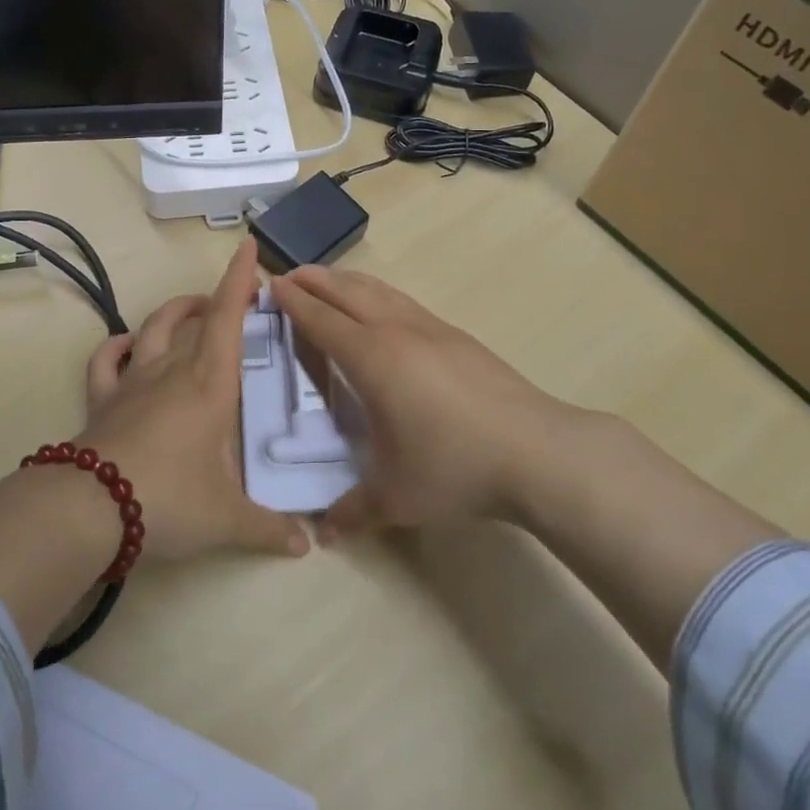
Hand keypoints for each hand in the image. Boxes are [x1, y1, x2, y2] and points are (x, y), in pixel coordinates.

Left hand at [79, 240, 308, 563]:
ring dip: (174, 313)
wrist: (91, 509)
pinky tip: (127, 344)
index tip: (250, 247)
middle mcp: (172, 371)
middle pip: (195, 318)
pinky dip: (118, 346)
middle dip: (217, 299)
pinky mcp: (103, 400)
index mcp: (209, 385)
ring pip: (153, 329)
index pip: (229, 319)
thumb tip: (308, 544)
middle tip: (235, 299)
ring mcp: (133, 382)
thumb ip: (269, 529)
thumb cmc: (170, 499)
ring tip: (191, 310)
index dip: (240, 280)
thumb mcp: (227, 519)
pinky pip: (107, 361)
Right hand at [272, 265, 613, 539]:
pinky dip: (380, 295)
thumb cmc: (455, 468)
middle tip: (290, 275)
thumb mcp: (396, 497)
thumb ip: (353, 511)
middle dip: (316, 281)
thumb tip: (323, 534)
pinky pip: (405, 303)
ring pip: (380, 291)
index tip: (272, 288)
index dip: (295, 304)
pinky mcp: (459, 337)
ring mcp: (433, 329)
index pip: (322, 321)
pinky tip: (384, 309)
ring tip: (331, 281)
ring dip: (348, 281)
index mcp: (373, 359)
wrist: (537, 451)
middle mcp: (398, 332)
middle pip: (348, 293)